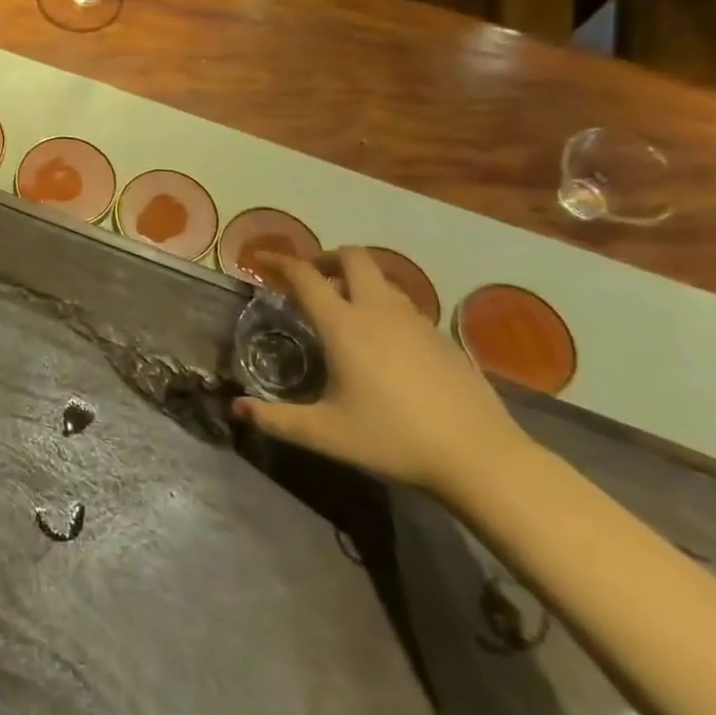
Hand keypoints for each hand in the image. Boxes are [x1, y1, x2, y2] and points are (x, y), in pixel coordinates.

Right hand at [232, 247, 532, 496]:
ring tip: (343, 307)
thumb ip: (276, 419)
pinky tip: (384, 341)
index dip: (278, 262)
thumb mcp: (325, 434)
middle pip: (352, 257)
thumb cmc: (393, 439)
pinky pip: (404, 305)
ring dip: (356, 280)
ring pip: (381, 279)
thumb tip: (236, 408)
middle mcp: (378, 310)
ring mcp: (416, 321)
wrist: (480, 457)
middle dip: (325, 258)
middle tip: (309, 279)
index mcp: (343, 325)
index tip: (259, 258)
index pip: (304, 276)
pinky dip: (383, 305)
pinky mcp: (442, 337)